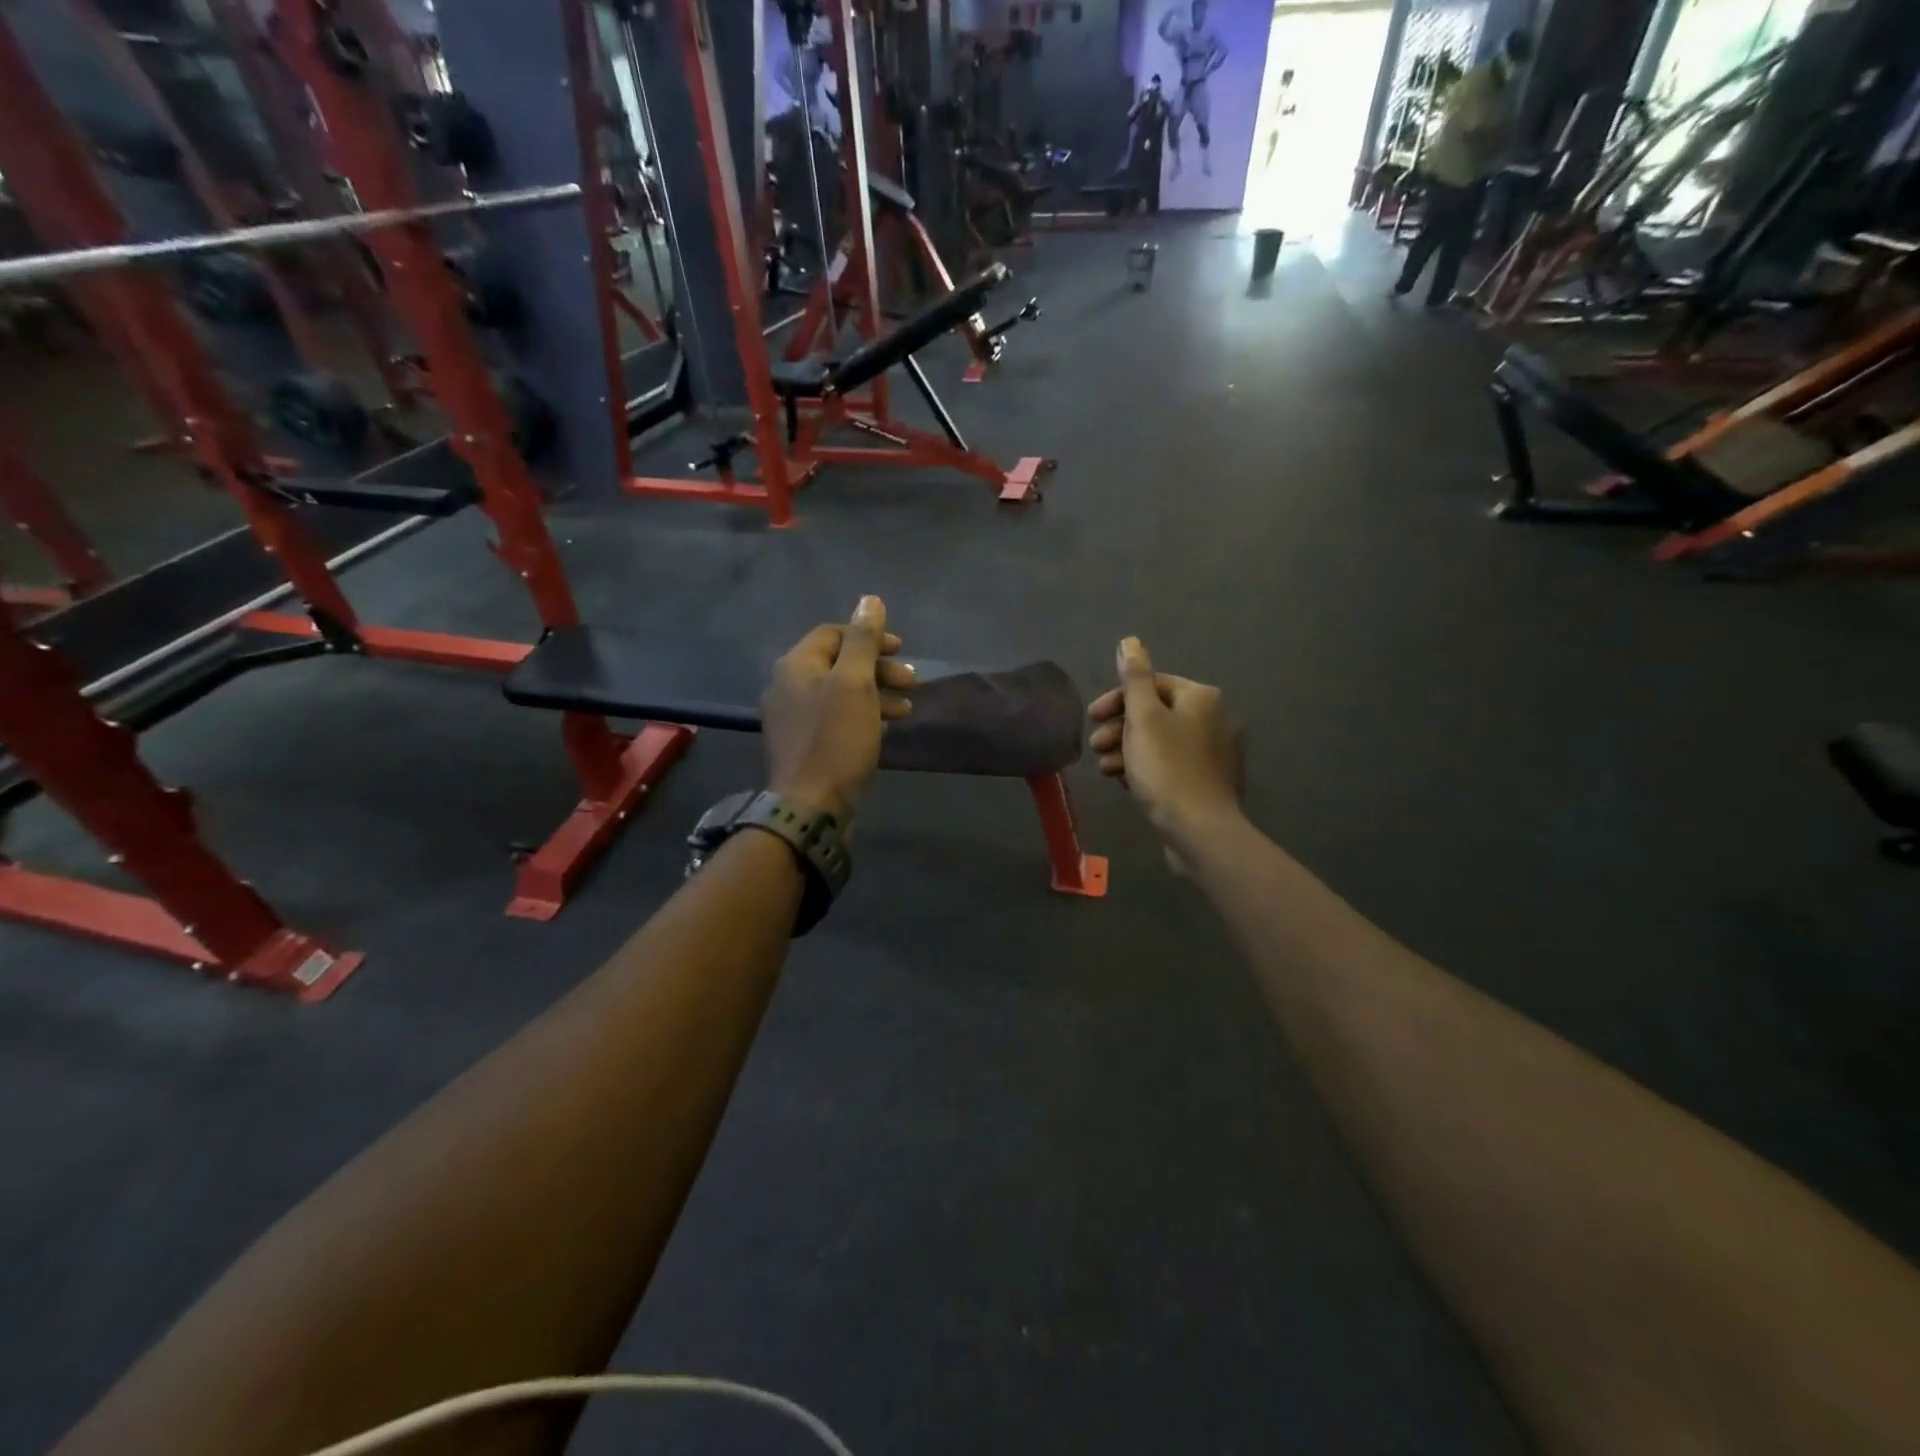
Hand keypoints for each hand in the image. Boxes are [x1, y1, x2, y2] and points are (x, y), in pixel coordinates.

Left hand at [762, 597, 914, 826]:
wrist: (810, 806)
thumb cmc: (836, 739)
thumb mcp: (855, 684)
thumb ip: (863, 640)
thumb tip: (869, 600)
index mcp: (795, 665)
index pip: (833, 634)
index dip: (869, 636)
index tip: (901, 649)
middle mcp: (787, 686)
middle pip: (838, 663)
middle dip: (878, 667)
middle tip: (912, 680)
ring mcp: (792, 718)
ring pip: (839, 692)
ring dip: (875, 692)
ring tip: (907, 707)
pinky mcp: (803, 744)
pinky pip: (835, 717)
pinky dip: (862, 715)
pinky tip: (885, 727)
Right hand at [1088, 637, 1242, 839]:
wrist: (1199, 830)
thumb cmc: (1166, 768)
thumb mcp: (1143, 717)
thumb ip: (1134, 678)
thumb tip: (1130, 641)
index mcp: (1202, 697)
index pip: (1152, 685)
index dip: (1117, 699)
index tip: (1091, 717)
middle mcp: (1216, 718)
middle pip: (1156, 713)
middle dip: (1120, 729)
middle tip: (1095, 747)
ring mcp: (1215, 752)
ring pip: (1161, 741)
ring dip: (1127, 750)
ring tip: (1105, 769)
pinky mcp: (1209, 781)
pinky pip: (1171, 764)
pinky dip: (1146, 767)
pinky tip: (1125, 782)